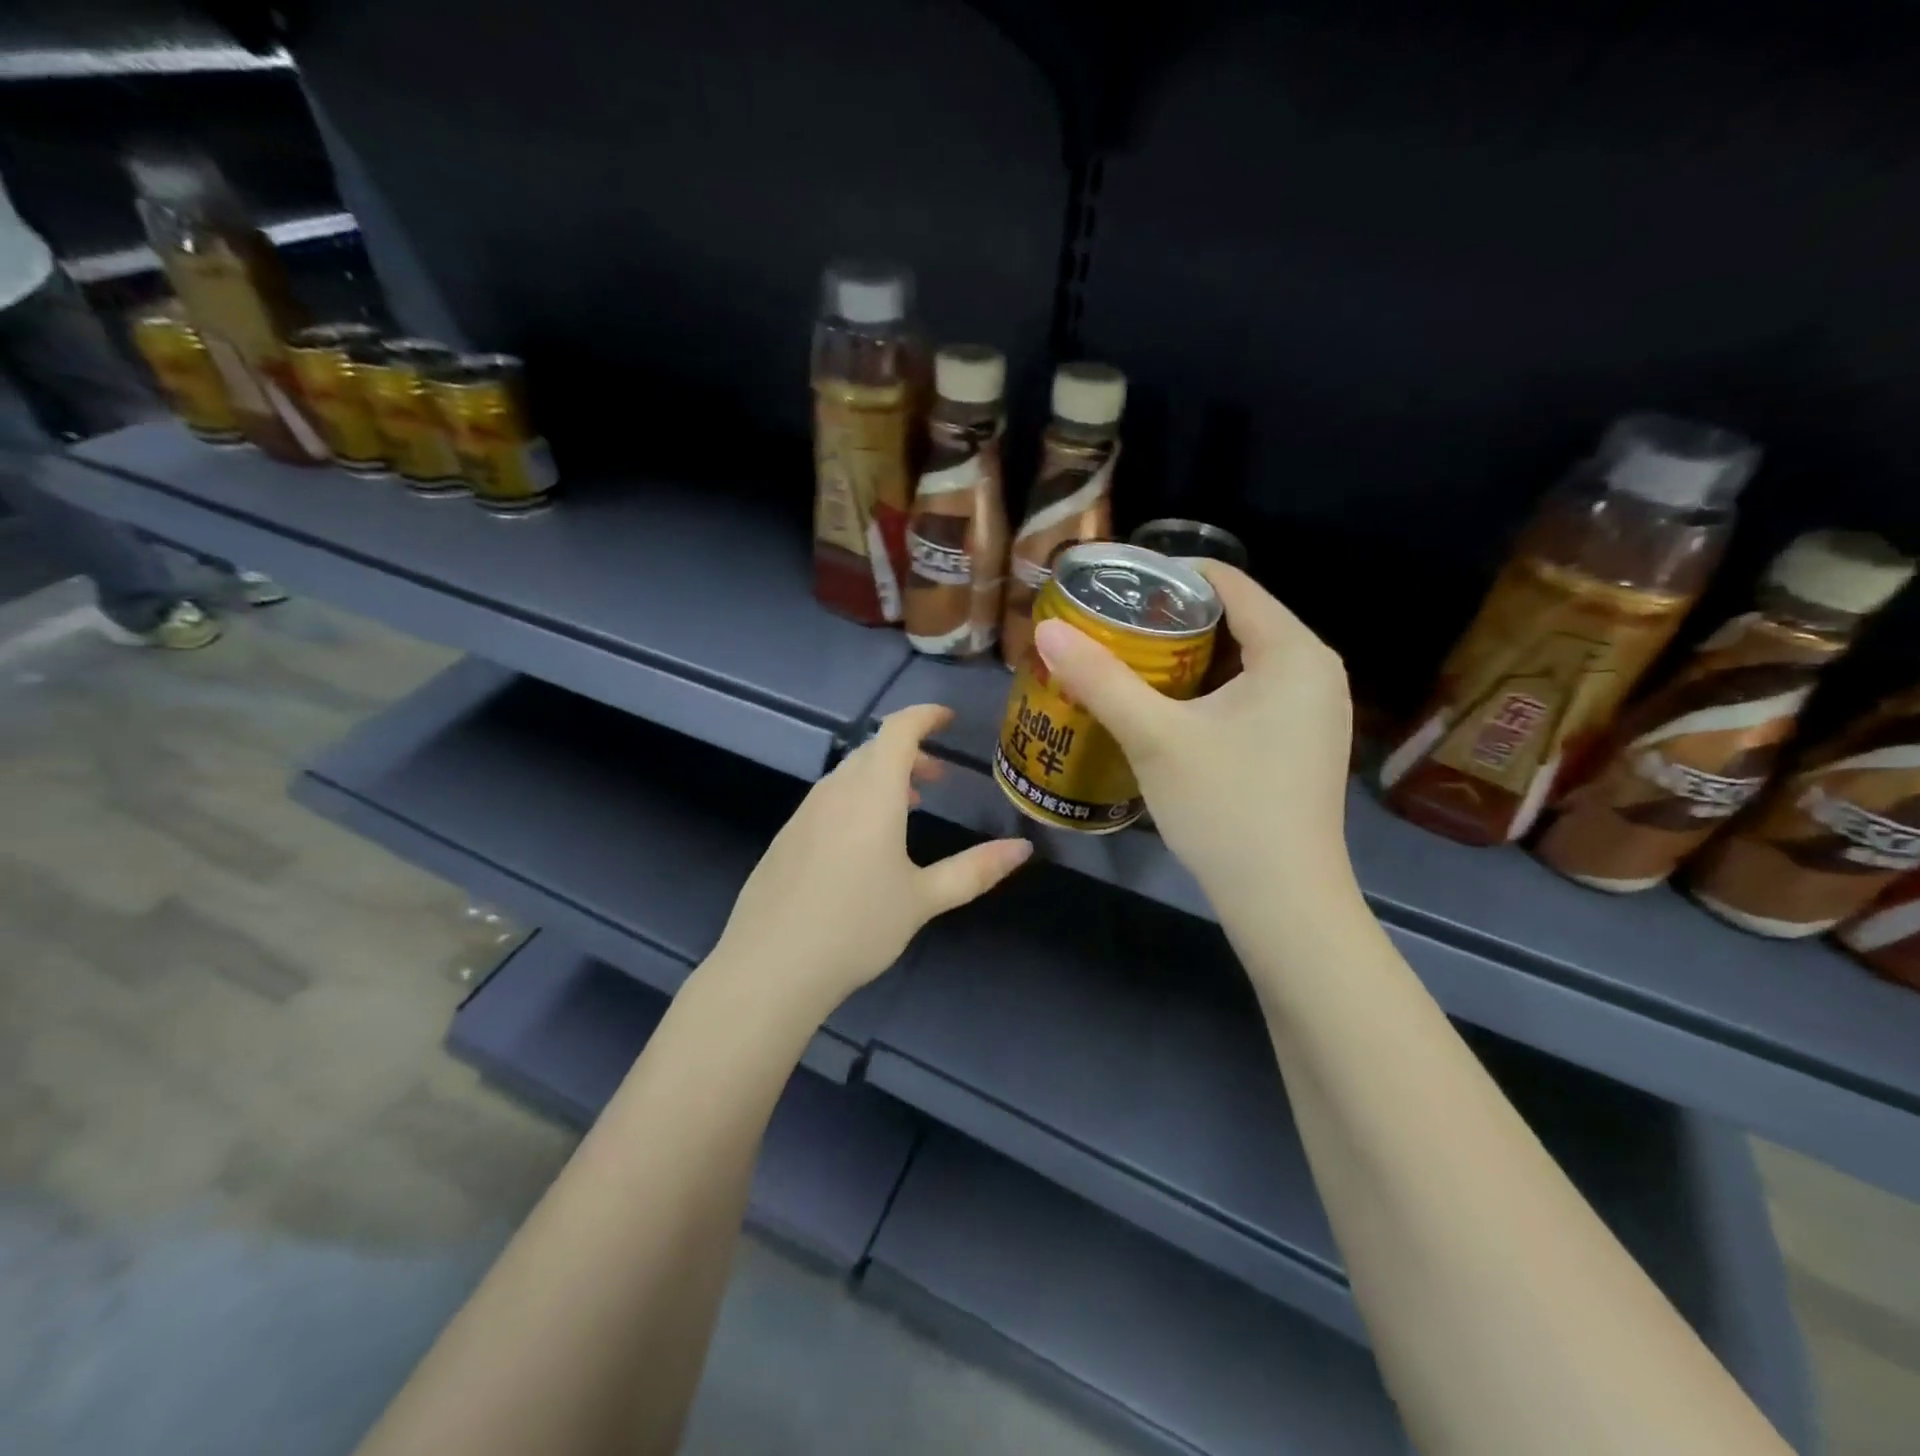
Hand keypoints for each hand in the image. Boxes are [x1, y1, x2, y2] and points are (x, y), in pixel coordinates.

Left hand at [707, 704, 1032, 1016]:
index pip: (898, 730)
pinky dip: (857, 799)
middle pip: (873, 750)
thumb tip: (1023, 848)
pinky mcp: (787, 837)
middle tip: (937, 775)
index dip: (924, 715)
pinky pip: (829, 799)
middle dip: (908, 752)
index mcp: (872, 793)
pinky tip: (864, 842)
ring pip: (849, 775)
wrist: (771, 966)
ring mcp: (805, 813)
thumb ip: (975, 870)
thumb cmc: (857, 926)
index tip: (948, 718)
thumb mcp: (923, 899)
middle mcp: (835, 791)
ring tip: (908, 806)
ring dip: (882, 777)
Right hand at [1032, 563, 1357, 921]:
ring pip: (1239, 660)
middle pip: (1234, 619)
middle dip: (1168, 620)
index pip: (1227, 583)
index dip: (1165, 576)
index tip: (1111, 587)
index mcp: (1294, 652)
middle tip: (1108, 627)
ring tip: (1124, 661)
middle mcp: (1315, 670)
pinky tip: (1164, 707)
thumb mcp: (1155, 737)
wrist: (1283, 902)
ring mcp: (1313, 710)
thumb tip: (1046, 630)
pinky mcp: (1301, 743)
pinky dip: (1206, 690)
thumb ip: (1100, 679)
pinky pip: (1249, 693)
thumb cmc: (1225, 807)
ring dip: (1184, 658)